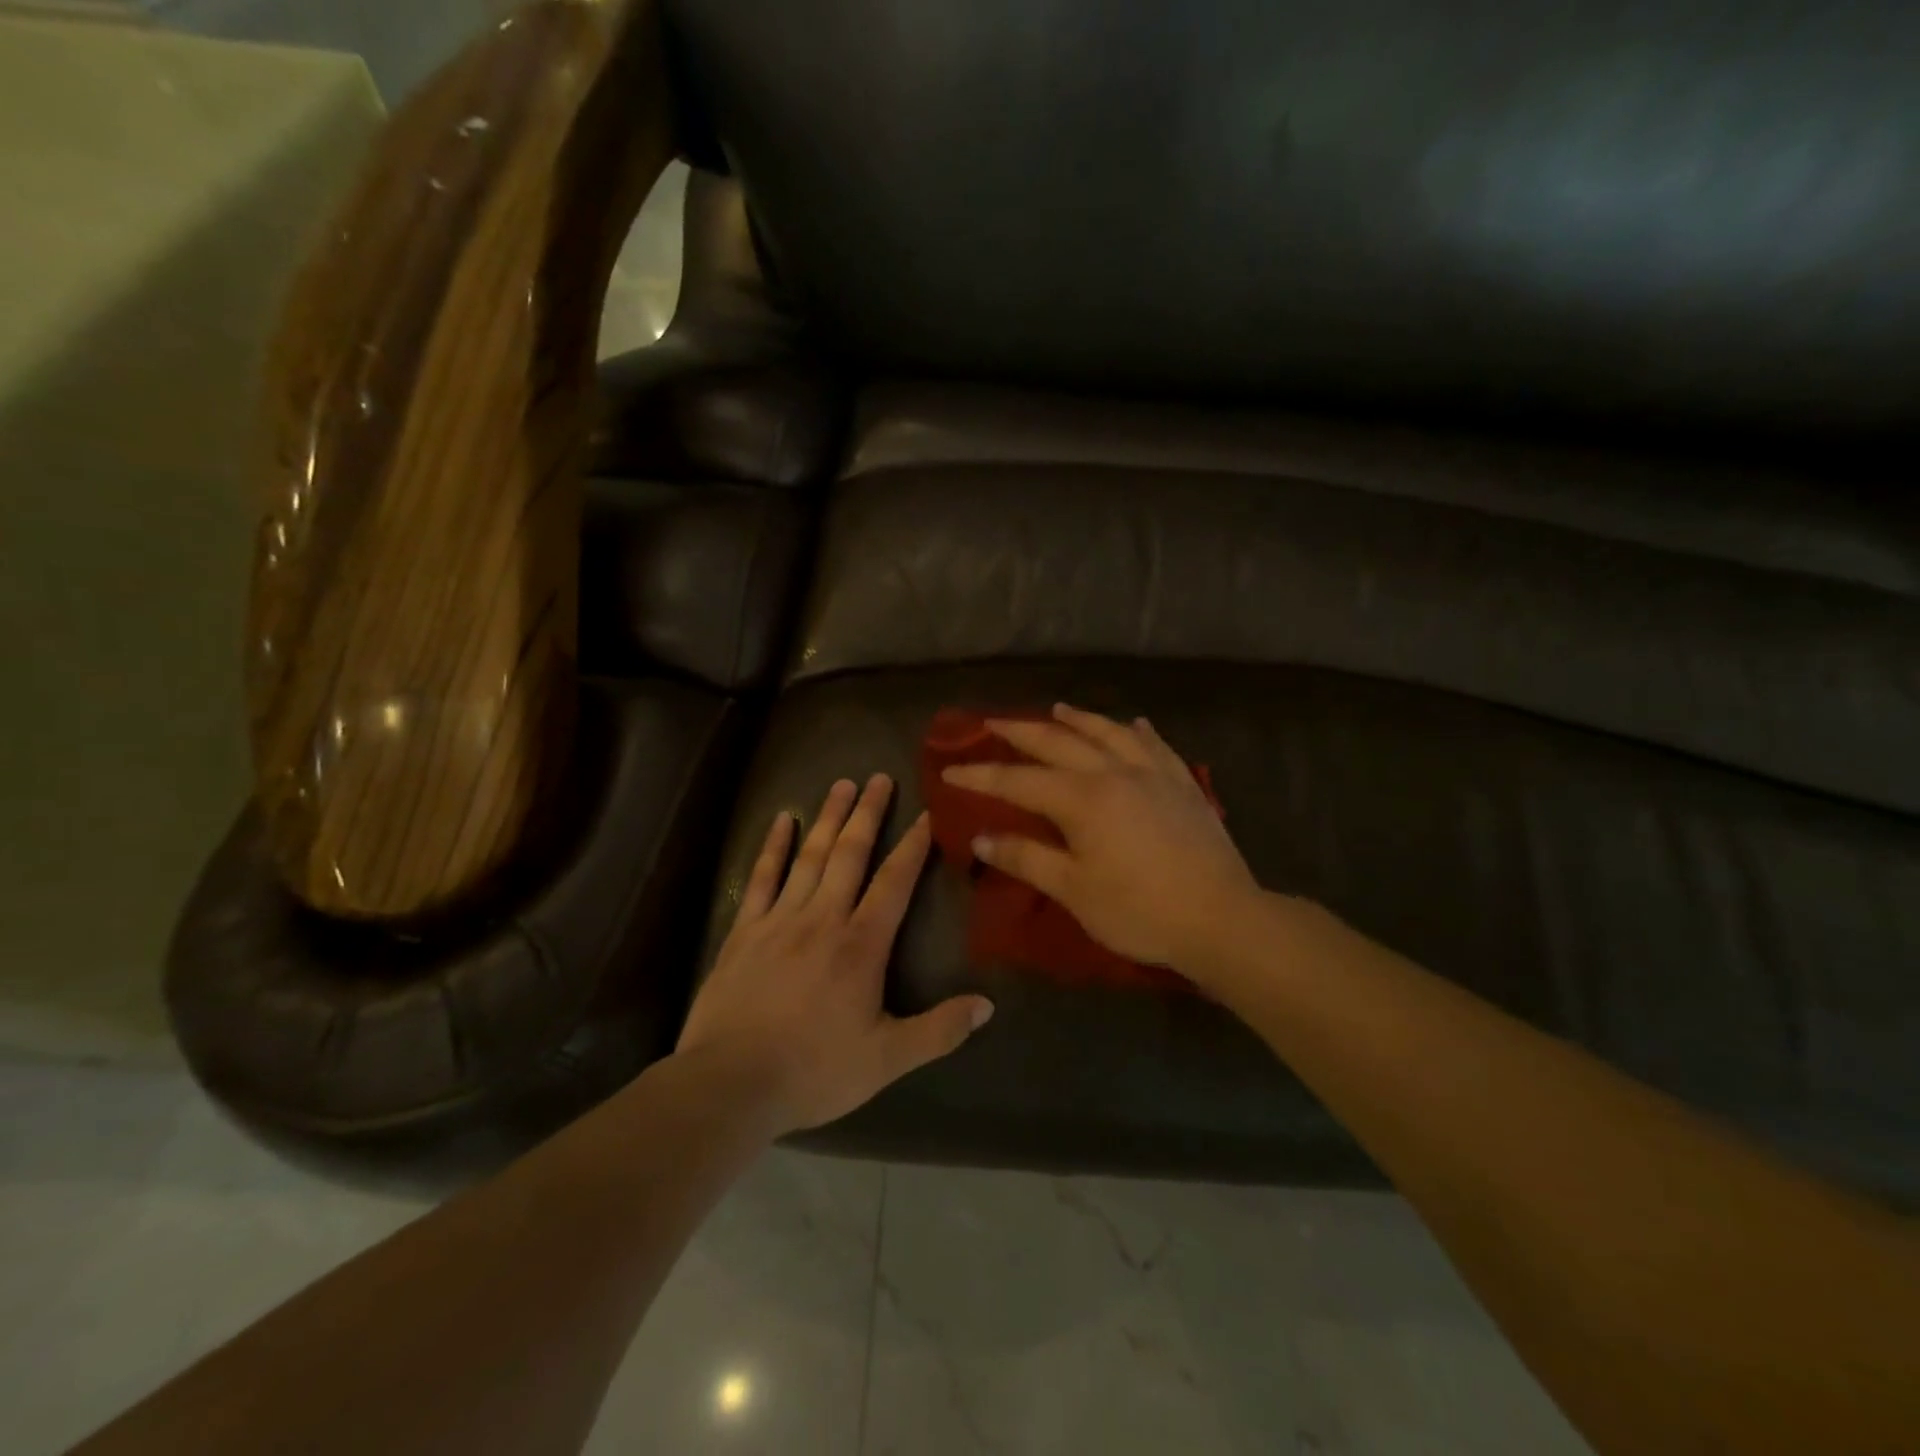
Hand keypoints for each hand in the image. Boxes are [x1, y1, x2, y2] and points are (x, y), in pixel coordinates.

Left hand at [677, 774, 994, 1135]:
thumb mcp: (888, 1060)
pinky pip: (761, 878)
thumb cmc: (814, 1070)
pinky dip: (772, 847)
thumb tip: (989, 1005)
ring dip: (827, 817)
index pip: (894, 882)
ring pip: (809, 856)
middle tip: (879, 777)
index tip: (927, 814)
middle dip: (868, 814)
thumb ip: (940, 1030)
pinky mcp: (743, 931)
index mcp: (861, 945)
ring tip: (842, 784)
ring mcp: (779, 919)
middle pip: (850, 854)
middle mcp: (823, 918)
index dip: (913, 846)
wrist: (730, 1084)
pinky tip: (781, 819)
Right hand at [942, 704, 1258, 973]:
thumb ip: (1026, 858)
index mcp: (1082, 798)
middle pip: (1058, 743)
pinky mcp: (1183, 785)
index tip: (949, 770)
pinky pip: (1156, 746)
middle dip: (1021, 733)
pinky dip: (1137, 731)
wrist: (1221, 918)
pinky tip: (1134, 724)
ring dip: (1078, 720)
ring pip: (1108, 733)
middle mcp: (1113, 772)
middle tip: (992, 722)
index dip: (981, 776)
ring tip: (1057, 709)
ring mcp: (1153, 774)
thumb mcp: (1074, 890)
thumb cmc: (1139, 910)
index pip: (1018, 781)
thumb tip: (981, 838)